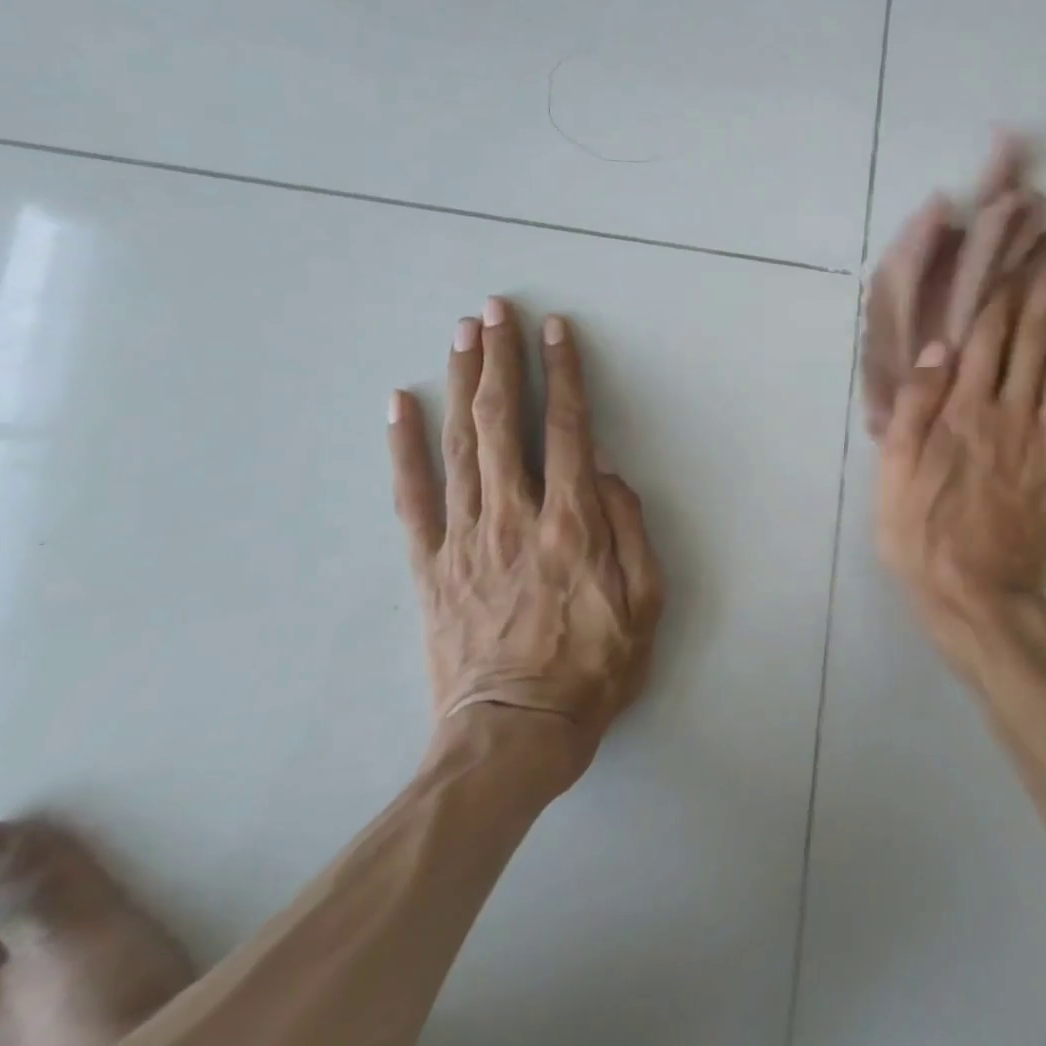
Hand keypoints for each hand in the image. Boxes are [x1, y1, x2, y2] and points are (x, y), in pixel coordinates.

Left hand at [387, 298, 663, 763]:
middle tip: (495, 310)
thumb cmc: (592, 670)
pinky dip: (403, 446)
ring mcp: (465, 538)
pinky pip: (412, 496)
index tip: (557, 330)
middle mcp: (515, 516)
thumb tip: (609, 473)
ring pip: (460, 444)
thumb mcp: (646, 606)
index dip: (564, 374)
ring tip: (462, 334)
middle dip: (501, 359)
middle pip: (505, 421)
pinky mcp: (429, 565)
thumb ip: (633, 531)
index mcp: (573, 524)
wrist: (511, 736)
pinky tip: (399, 404)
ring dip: (462, 383)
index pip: (569, 429)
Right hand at [875, 255, 1045, 661]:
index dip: (1004, 297)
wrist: (977, 594)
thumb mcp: (894, 471)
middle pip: (1033, 344)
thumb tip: (938, 347)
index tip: (1019, 262)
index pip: (987, 340)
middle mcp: (1011, 413)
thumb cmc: (921, 532)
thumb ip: (915, 407)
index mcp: (964, 411)